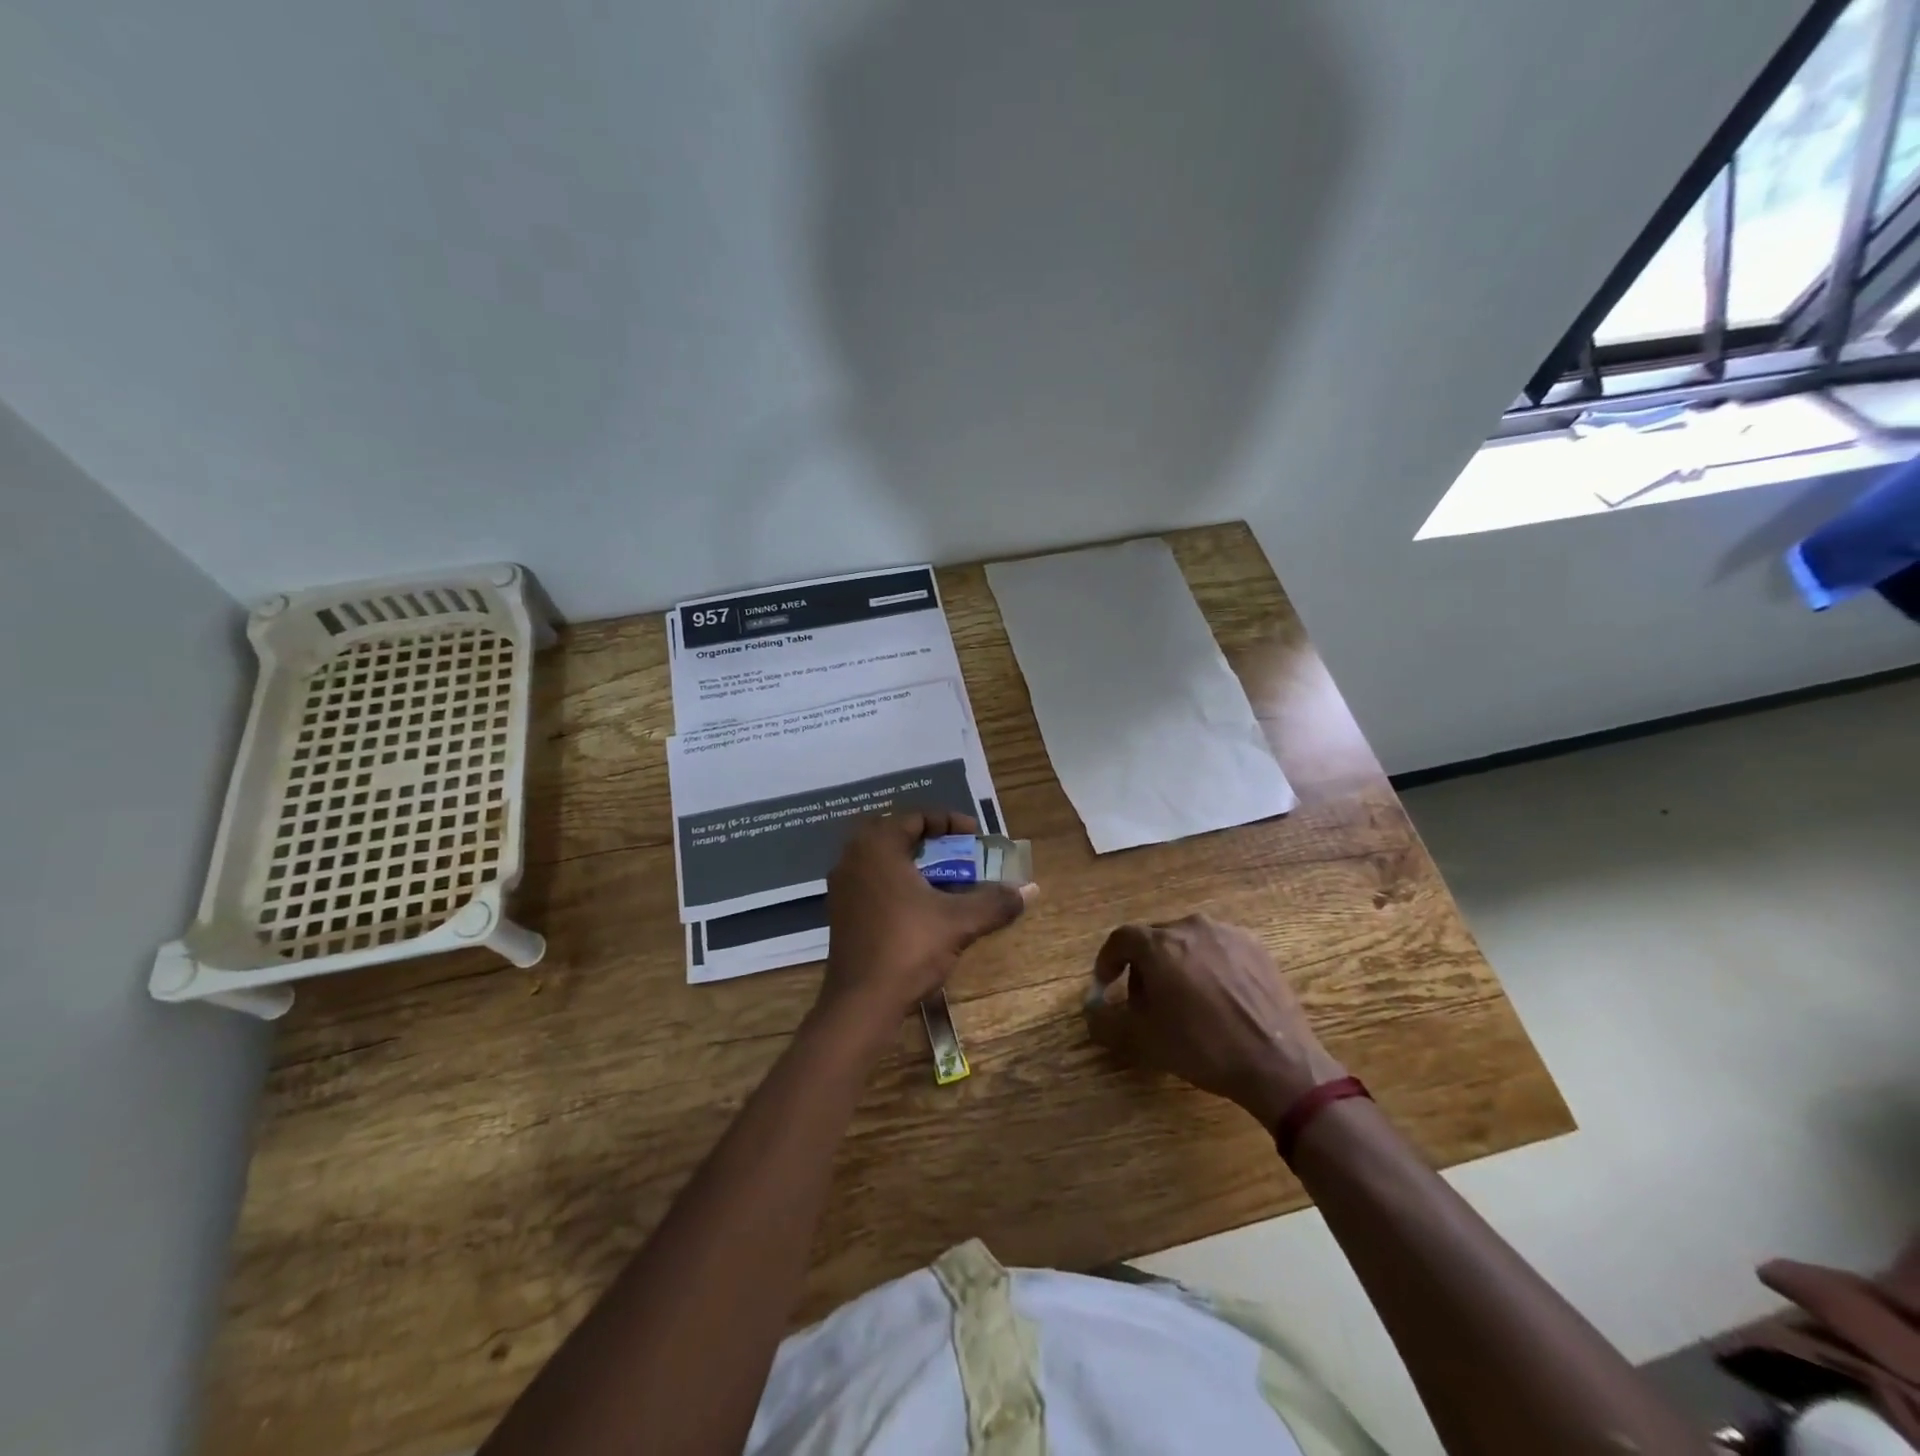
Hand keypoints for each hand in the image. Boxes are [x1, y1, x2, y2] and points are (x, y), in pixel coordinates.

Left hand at [817, 812, 1031, 1035]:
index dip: (948, 822)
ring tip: (944, 879)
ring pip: (882, 860)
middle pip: (895, 834)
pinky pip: (872, 882)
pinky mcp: (840, 912)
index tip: (974, 835)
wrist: (860, 1002)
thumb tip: (1029, 890)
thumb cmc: (908, 948)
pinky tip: (920, 907)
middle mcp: (853, 858)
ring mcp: (842, 886)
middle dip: (929, 841)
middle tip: (957, 852)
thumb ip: (994, 902)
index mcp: (877, 847)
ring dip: (913, 863)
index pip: (914, 817)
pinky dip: (897, 884)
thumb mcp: (959, 923)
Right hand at [1084, 915, 1345, 1127]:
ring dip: (1176, 964)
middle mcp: (1192, 927)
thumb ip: (1106, 1022)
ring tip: (1183, 999)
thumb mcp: (1144, 1042)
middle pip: (1154, 938)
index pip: (1120, 939)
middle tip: (1145, 1001)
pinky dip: (1208, 965)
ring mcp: (1228, 934)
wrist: (1278, 1064)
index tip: (1106, 986)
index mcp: (1160, 945)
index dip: (1107, 961)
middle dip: (1143, 966)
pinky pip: (1218, 948)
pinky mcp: (1256, 947)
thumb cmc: (1203, 1048)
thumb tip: (1090, 1011)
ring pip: (1188, 941)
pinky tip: (1217, 997)